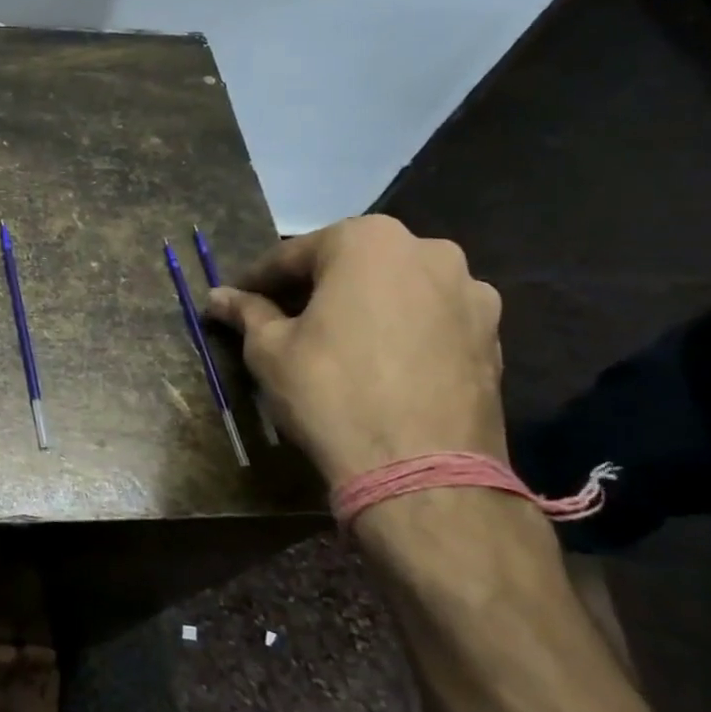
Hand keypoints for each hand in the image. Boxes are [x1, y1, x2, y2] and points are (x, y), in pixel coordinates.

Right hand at [205, 215, 504, 486]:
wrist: (423, 470)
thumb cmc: (331, 392)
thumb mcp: (269, 350)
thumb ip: (247, 312)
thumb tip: (218, 297)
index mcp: (368, 240)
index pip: (294, 254)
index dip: (258, 280)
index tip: (236, 299)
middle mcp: (428, 251)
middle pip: (350, 265)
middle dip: (314, 289)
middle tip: (281, 321)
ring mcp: (470, 293)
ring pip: (395, 291)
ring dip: (361, 308)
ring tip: (334, 344)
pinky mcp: (493, 336)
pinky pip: (429, 321)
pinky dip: (399, 332)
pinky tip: (377, 365)